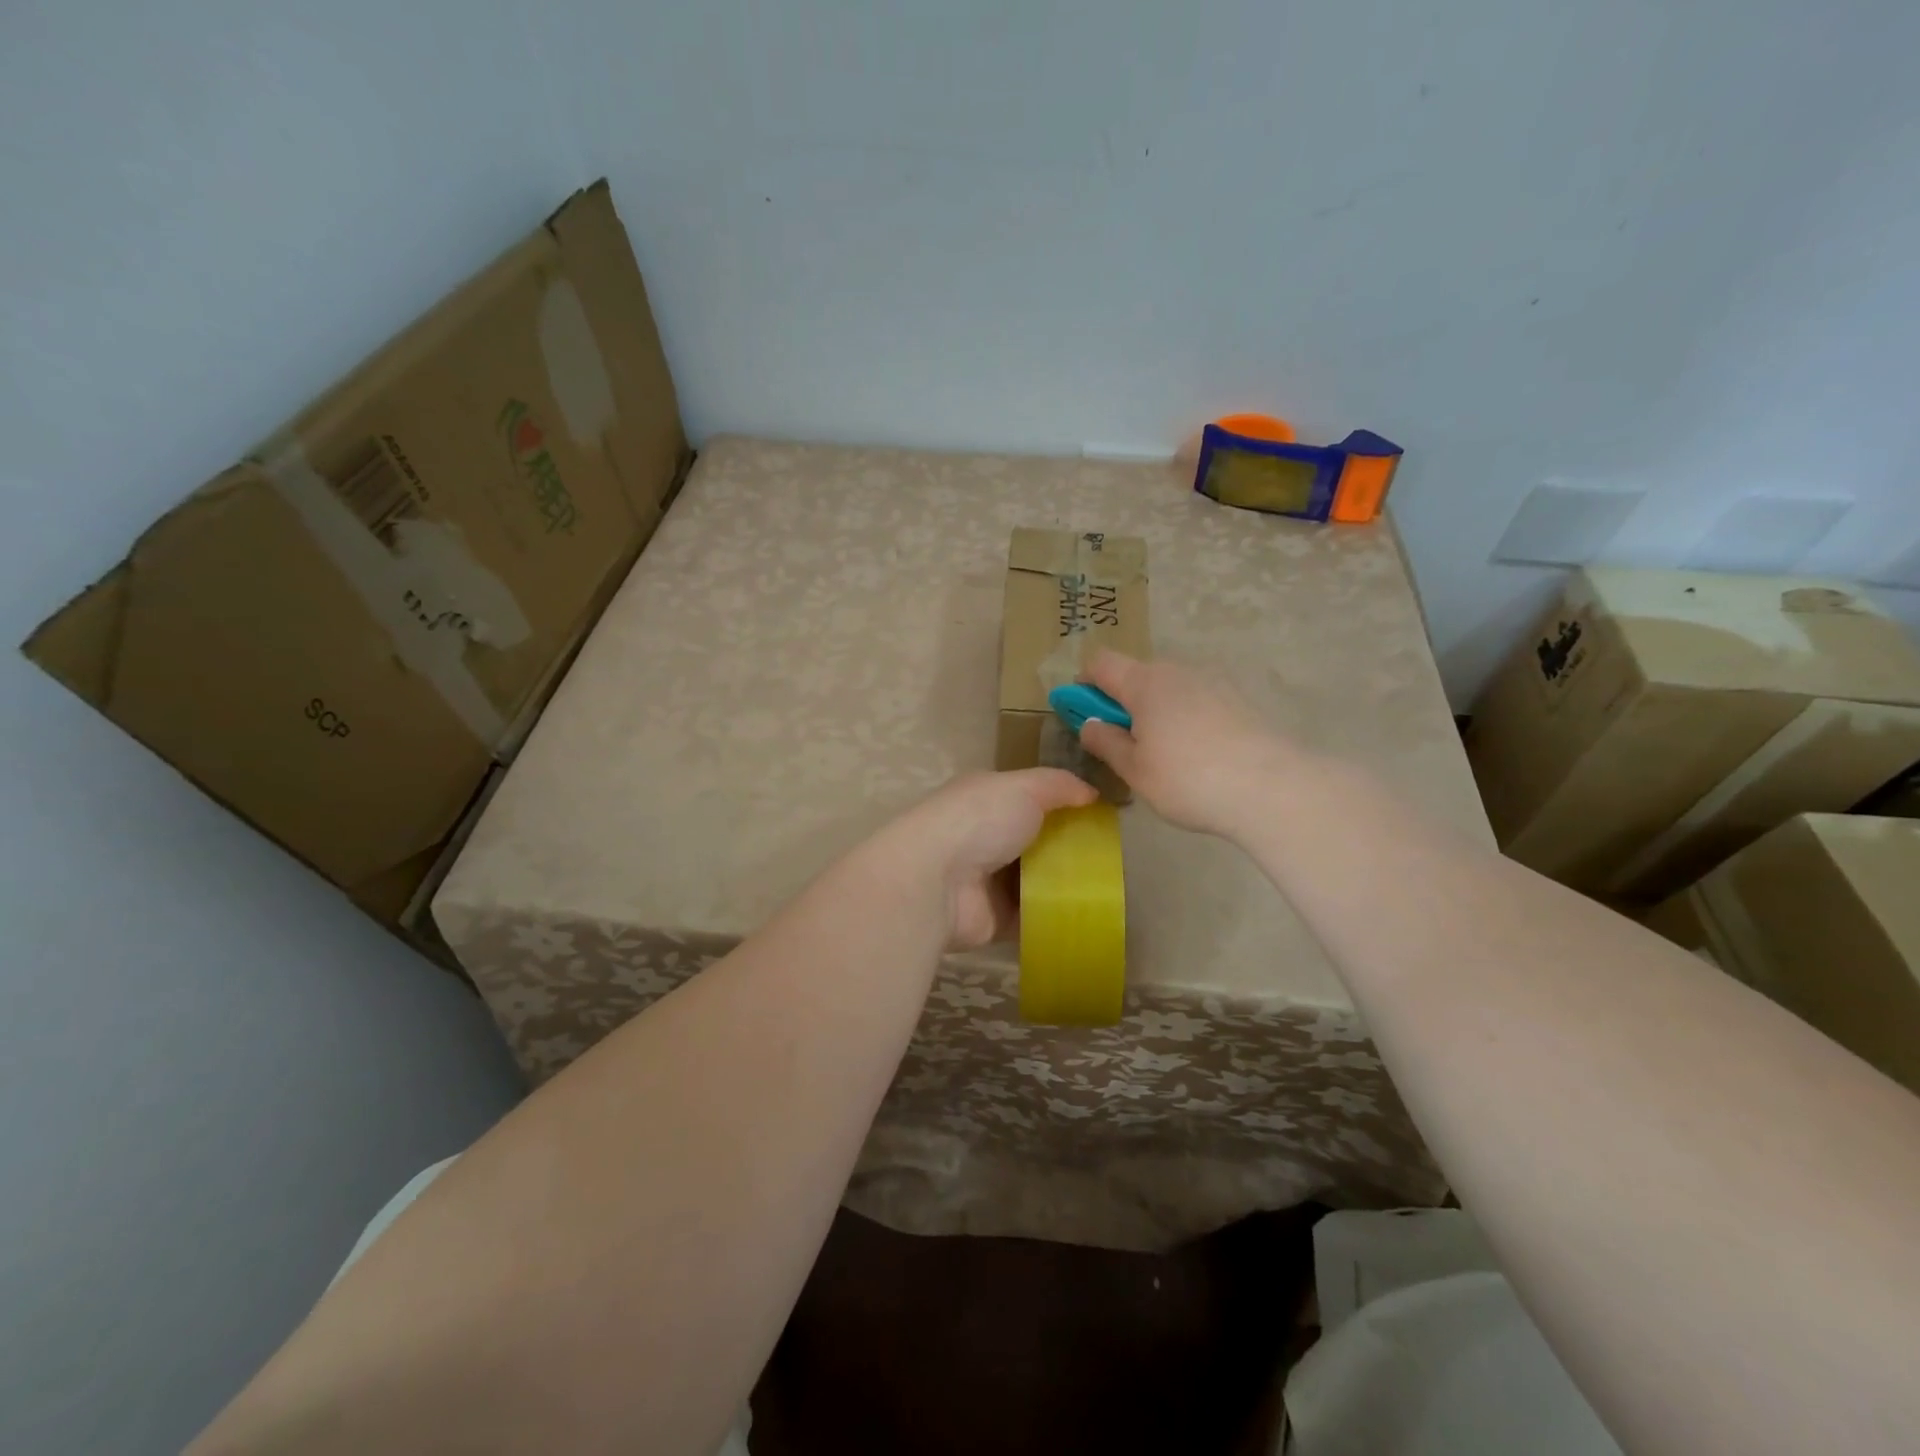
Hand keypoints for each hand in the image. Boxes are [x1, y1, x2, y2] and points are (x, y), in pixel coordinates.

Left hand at [869, 769, 1097, 947]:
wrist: (936, 882)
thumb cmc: (979, 820)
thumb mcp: (1024, 786)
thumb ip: (1059, 785)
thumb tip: (1092, 793)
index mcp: (986, 799)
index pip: (1029, 797)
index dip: (1063, 804)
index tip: (1102, 815)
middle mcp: (985, 837)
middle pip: (1036, 840)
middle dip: (1069, 846)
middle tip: (1113, 855)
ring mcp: (989, 880)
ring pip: (1037, 880)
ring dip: (1066, 883)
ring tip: (1110, 886)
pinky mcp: (995, 919)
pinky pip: (1034, 917)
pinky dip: (1056, 917)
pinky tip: (1090, 915)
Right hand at [1078, 651, 1292, 839]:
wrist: (1273, 788)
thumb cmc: (1189, 779)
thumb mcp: (1135, 769)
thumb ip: (1106, 742)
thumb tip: (1089, 724)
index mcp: (1145, 682)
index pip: (1101, 662)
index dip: (1084, 684)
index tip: (1084, 716)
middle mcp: (1178, 671)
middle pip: (1136, 675)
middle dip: (1122, 702)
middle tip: (1124, 745)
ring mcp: (1214, 682)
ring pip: (1169, 689)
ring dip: (1155, 711)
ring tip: (1164, 756)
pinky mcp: (1239, 700)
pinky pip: (1197, 701)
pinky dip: (1185, 719)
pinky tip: (1198, 756)